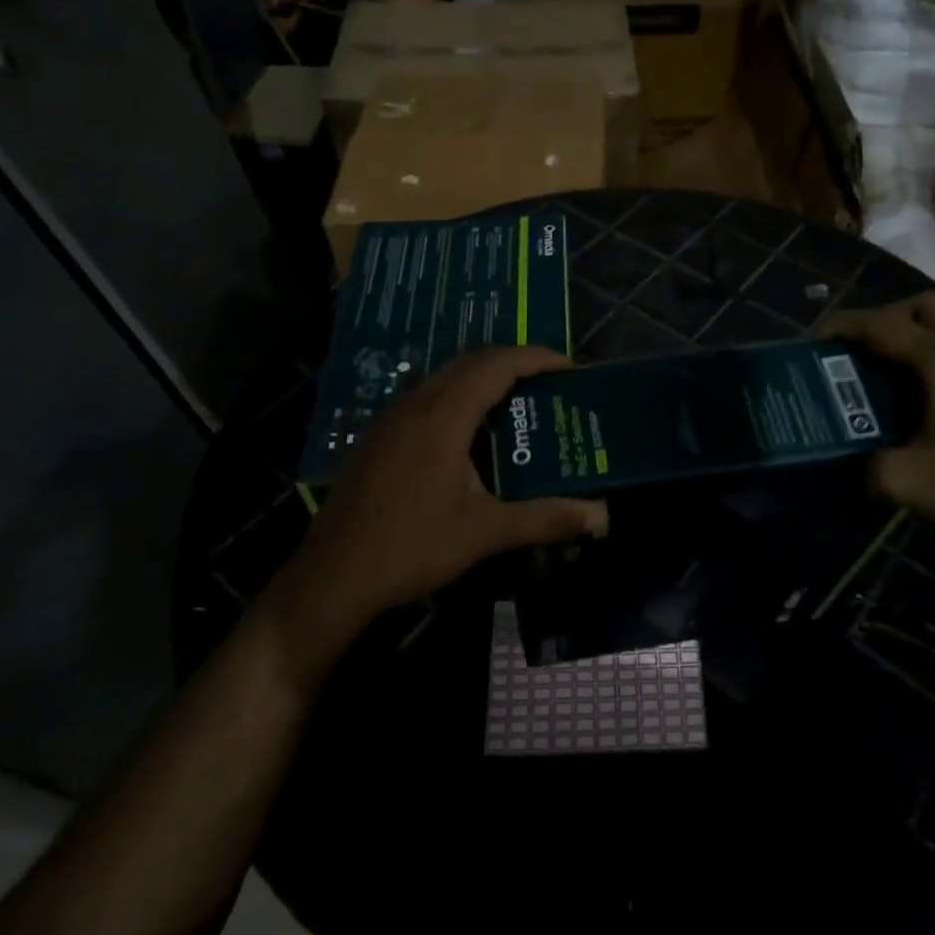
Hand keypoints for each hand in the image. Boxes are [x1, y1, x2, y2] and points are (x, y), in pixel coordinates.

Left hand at [282, 347, 608, 632]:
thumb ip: (546, 518)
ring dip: (482, 378)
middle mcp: (415, 405)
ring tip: (516, 402)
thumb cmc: (411, 548)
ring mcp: (390, 419)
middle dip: (513, 363)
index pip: (496, 365)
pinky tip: (467, 433)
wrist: (332, 577)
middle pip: (470, 362)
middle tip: (548, 384)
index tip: (568, 366)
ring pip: (444, 378)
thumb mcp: (485, 533)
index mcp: (443, 417)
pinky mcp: (377, 436)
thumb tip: (603, 517)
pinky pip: (425, 396)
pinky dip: (457, 396)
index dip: (535, 358)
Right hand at [822, 294, 934, 539]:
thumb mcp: (905, 482)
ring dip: (931, 322)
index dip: (847, 325)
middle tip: (870, 346)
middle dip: (889, 316)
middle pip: (924, 305)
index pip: (883, 327)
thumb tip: (858, 462)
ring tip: (913, 351)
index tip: (822, 333)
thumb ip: (868, 467)